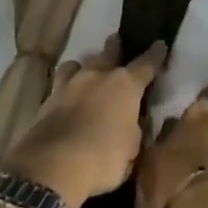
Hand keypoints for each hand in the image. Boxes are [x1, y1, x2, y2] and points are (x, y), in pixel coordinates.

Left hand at [3, 37, 163, 207]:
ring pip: (77, 64)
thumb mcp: (132, 149)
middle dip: (115, 47)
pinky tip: (66, 97)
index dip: (155, 55)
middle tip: (116, 40)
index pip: (146, 64)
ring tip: (85, 71)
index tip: (160, 45)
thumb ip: (134, 129)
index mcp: (125, 85)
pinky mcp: (47, 101)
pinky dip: (65, 89)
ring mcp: (68, 86)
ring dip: (84, 66)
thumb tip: (132, 122)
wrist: (53, 167)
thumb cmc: (103, 158)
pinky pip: (59, 86)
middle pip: (108, 53)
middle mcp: (97, 76)